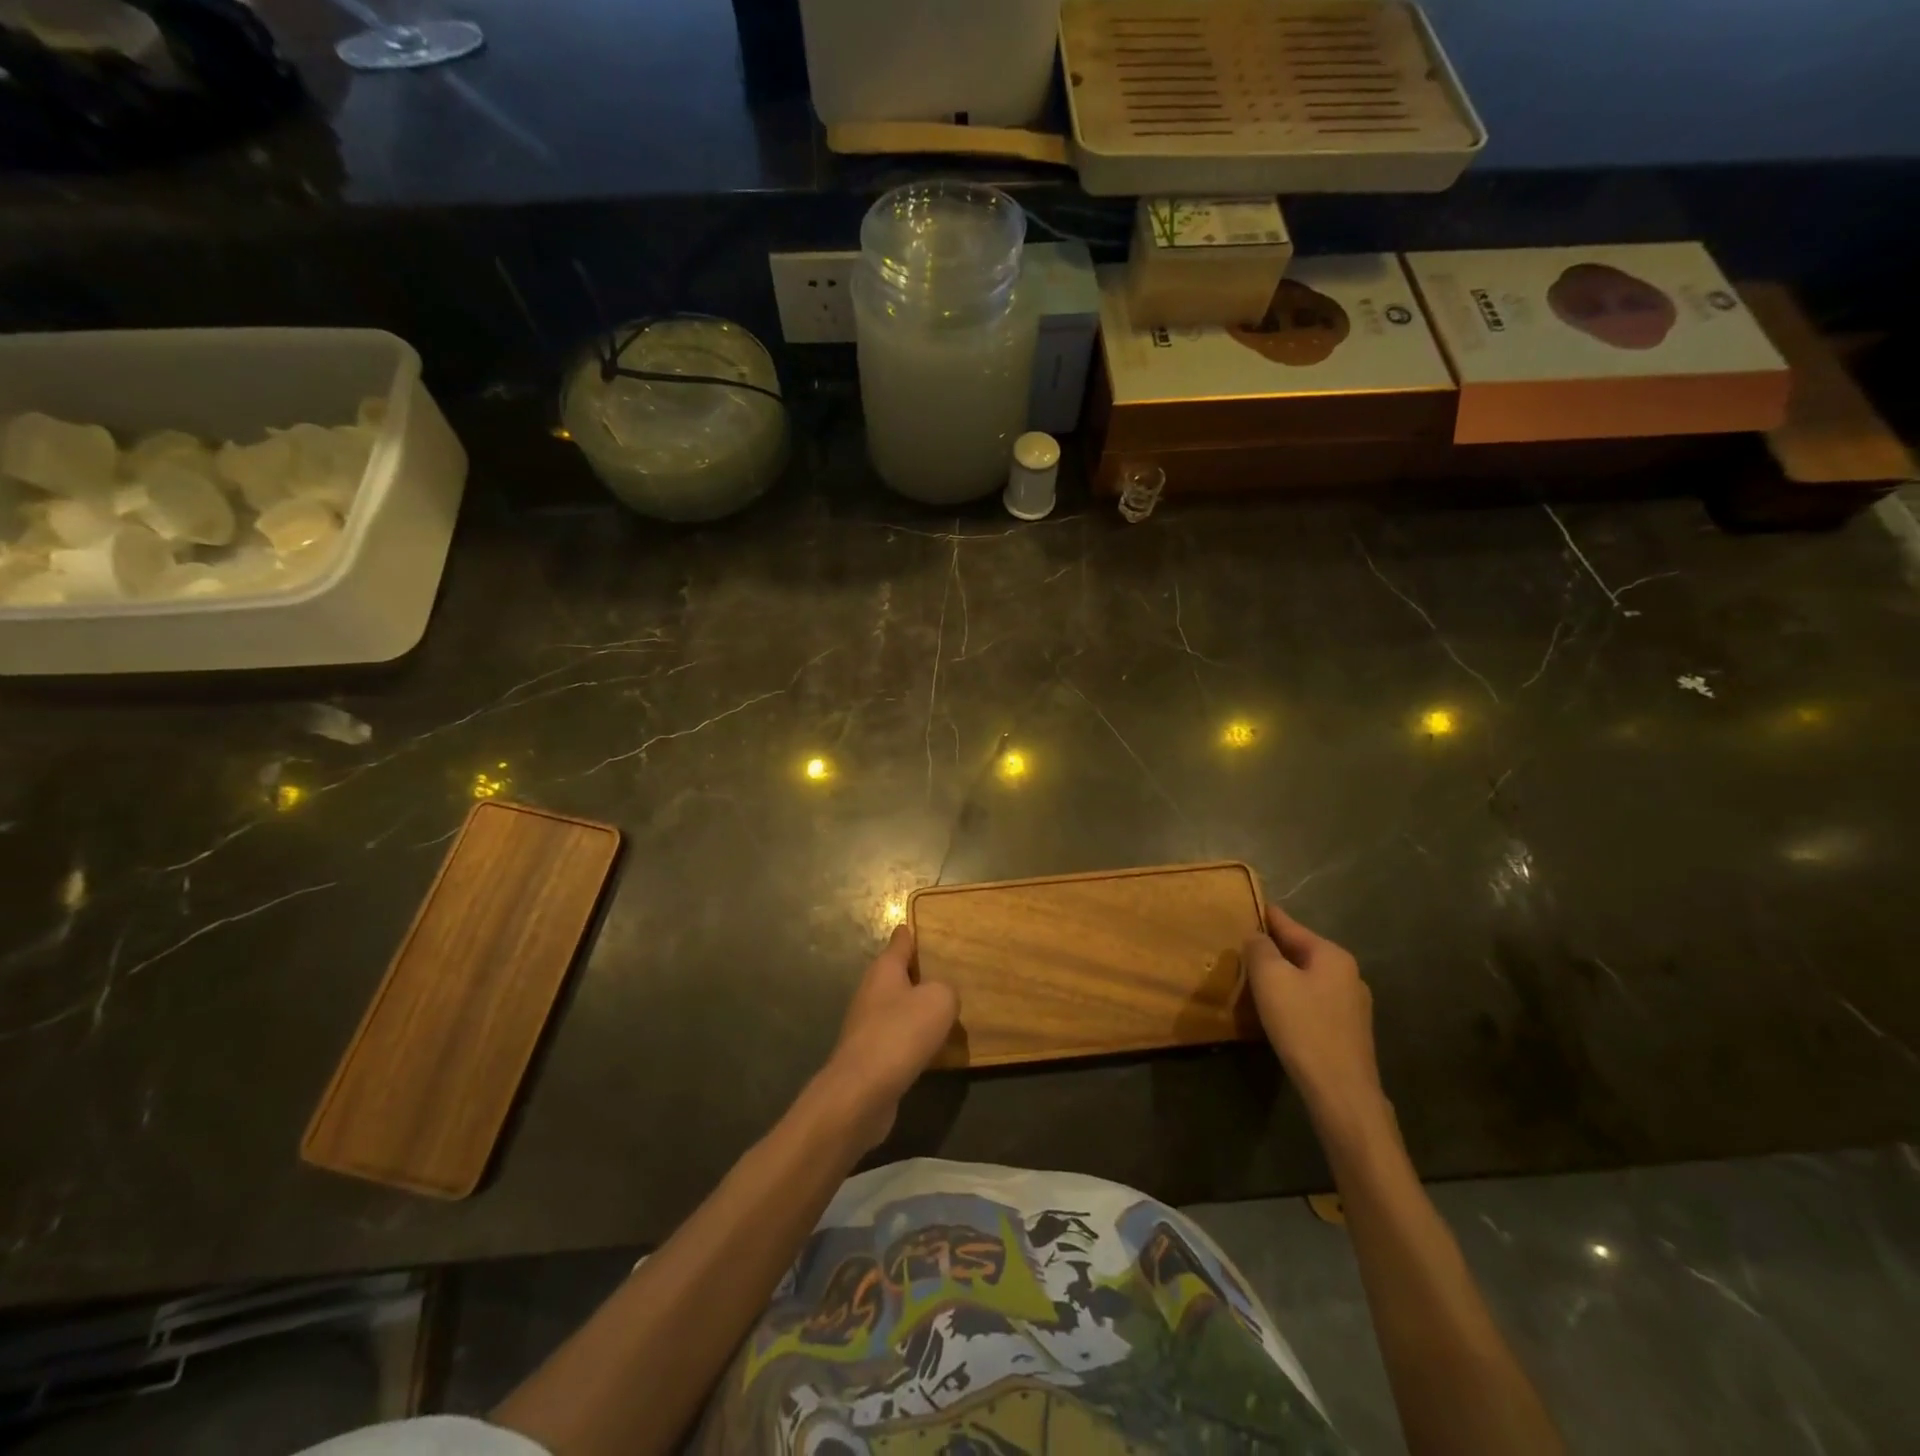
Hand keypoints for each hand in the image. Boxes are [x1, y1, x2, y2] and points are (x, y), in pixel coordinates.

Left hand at [815, 926, 957, 1152]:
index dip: (909, 934)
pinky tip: (931, 1049)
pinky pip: (897, 1039)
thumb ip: (946, 991)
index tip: (915, 926)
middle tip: (945, 973)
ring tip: (944, 1012)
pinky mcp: (869, 1057)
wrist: (861, 1092)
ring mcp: (866, 1026)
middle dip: (917, 974)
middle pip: (896, 976)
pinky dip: (913, 1040)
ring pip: (897, 1009)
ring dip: (916, 1010)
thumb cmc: (900, 1034)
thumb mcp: (939, 1001)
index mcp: (884, 970)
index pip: (899, 943)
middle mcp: (871, 993)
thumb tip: (941, 998)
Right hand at [1244, 904, 1391, 1140]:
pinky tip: (1278, 1010)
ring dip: (1283, 975)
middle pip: (1300, 951)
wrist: (1341, 1092)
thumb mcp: (1270, 979)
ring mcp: (1352, 1005)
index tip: (1247, 906)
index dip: (1266, 916)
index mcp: (1332, 955)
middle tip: (1241, 947)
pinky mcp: (1348, 1031)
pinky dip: (1293, 997)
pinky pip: (1313, 1001)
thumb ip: (1260, 949)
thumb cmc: (1303, 1027)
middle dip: (1272, 948)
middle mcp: (1348, 974)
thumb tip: (1257, 937)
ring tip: (1255, 979)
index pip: (1290, 925)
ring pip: (1307, 977)